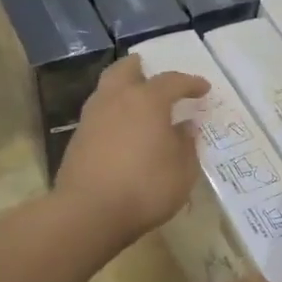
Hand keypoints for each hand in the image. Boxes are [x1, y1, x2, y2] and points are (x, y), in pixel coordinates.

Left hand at [54, 57, 208, 248]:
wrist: (89, 213)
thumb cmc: (145, 187)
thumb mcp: (182, 170)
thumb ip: (186, 144)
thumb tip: (186, 126)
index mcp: (147, 100)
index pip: (172, 81)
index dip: (190, 83)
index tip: (203, 89)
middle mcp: (117, 99)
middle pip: (126, 70)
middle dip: (141, 68)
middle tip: (152, 72)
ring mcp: (92, 117)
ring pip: (107, 89)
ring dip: (123, 89)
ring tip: (138, 102)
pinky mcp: (78, 138)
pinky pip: (99, 112)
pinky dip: (113, 112)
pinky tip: (123, 129)